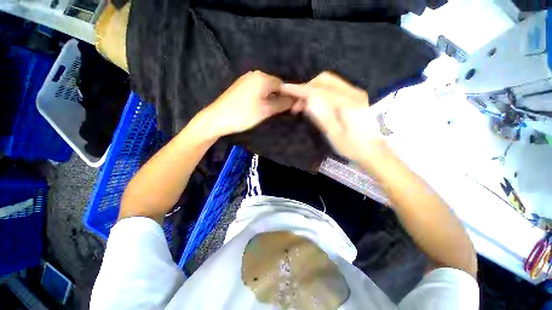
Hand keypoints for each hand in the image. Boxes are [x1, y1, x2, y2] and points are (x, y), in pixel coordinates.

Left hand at [199, 71, 293, 136]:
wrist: (217, 118)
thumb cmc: (243, 115)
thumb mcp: (265, 110)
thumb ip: (281, 104)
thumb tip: (295, 100)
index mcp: (262, 78)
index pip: (283, 85)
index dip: (288, 96)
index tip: (291, 108)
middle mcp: (255, 74)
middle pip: (274, 85)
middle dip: (278, 97)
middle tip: (279, 111)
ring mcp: (246, 79)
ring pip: (265, 88)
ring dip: (270, 98)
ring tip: (270, 111)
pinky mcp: (241, 86)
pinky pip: (257, 89)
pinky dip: (262, 97)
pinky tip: (259, 107)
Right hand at [281, 72, 386, 163]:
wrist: (372, 150)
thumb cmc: (353, 147)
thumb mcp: (334, 134)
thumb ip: (321, 115)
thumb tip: (307, 101)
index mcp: (349, 103)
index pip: (319, 91)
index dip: (301, 89)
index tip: (285, 88)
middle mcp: (353, 93)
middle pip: (324, 80)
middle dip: (306, 88)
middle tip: (296, 104)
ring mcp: (355, 93)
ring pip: (328, 83)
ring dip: (312, 91)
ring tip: (302, 106)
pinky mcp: (353, 96)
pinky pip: (332, 89)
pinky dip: (319, 94)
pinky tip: (314, 105)